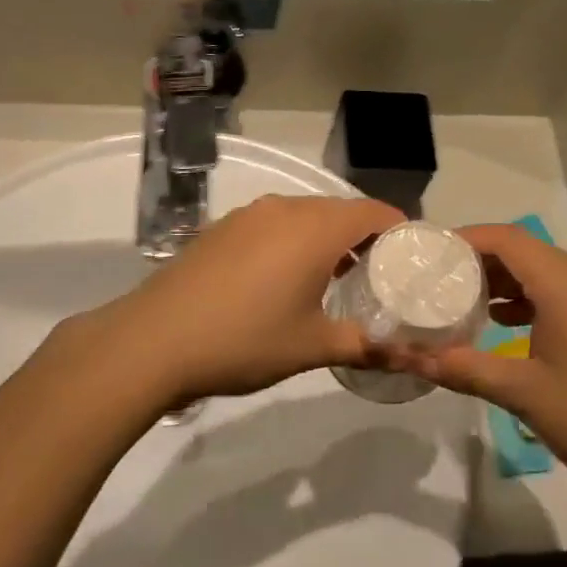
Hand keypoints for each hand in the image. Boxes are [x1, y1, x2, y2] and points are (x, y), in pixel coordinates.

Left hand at [64, 195, 405, 411]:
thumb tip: (409, 358)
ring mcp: (248, 215)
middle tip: (379, 276)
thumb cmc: (244, 339)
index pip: (374, 212)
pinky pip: (273, 225)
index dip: (400, 231)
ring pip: (304, 216)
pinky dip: (292, 242)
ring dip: (326, 239)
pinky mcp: (221, 228)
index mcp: (315, 228)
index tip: (413, 260)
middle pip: (339, 210)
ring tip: (335, 279)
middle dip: (364, 238)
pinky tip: (283, 279)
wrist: (154, 340)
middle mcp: (284, 208)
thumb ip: (365, 346)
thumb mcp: (312, 347)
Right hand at [412, 225, 566, 513]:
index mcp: (566, 285)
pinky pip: (564, 295)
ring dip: (506, 281)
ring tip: (465, 301)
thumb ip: (463, 368)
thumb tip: (409, 358)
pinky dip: (530, 300)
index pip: (508, 239)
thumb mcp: (521, 392)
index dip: (466, 239)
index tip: (430, 254)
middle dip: (481, 260)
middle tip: (439, 278)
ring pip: (546, 274)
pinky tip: (507, 326)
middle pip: (526, 252)